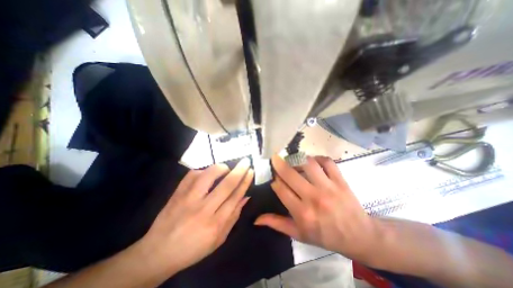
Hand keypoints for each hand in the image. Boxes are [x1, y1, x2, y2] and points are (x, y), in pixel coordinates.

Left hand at [139, 158, 252, 272]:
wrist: (158, 252)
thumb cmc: (193, 248)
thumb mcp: (219, 238)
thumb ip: (234, 216)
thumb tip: (246, 197)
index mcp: (215, 223)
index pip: (235, 196)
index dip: (245, 182)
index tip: (251, 171)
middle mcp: (203, 209)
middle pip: (226, 184)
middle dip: (239, 170)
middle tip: (246, 161)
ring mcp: (188, 199)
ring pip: (208, 175)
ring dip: (221, 168)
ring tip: (226, 168)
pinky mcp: (177, 193)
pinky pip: (192, 175)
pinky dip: (203, 170)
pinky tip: (207, 174)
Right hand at [256, 156, 377, 261]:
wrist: (359, 236)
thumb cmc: (325, 235)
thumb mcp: (299, 234)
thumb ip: (277, 224)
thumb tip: (257, 219)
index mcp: (302, 213)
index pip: (280, 189)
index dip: (274, 181)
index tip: (274, 179)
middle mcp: (314, 198)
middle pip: (290, 174)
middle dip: (279, 163)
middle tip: (275, 158)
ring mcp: (328, 187)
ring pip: (308, 164)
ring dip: (297, 159)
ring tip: (292, 159)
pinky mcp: (340, 181)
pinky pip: (327, 162)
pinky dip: (318, 158)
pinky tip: (312, 161)